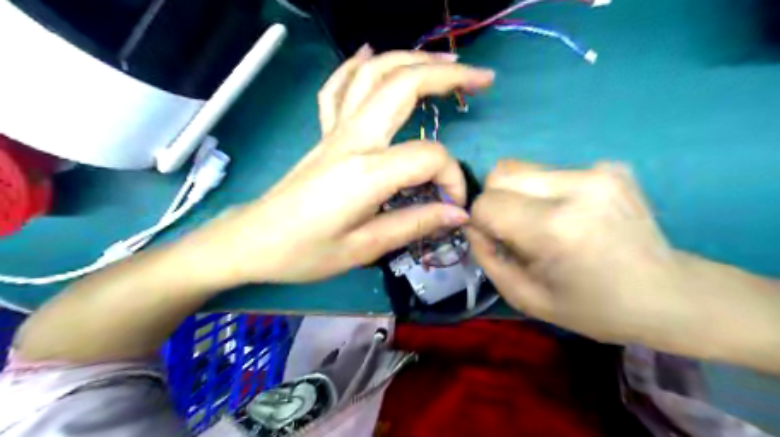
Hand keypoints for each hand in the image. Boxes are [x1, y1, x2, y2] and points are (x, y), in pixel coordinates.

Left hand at [188, 48, 492, 282]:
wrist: (253, 240)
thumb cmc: (304, 252)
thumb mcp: (363, 249)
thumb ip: (414, 224)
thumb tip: (457, 213)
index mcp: (365, 173)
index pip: (428, 157)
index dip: (451, 178)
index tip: (453, 205)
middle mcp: (352, 139)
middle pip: (402, 85)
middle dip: (448, 75)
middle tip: (481, 79)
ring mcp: (334, 131)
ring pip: (373, 74)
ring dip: (412, 60)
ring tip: (445, 63)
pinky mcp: (323, 134)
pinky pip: (338, 88)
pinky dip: (356, 65)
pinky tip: (370, 54)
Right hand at [462, 158, 693, 346]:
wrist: (669, 294)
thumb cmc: (593, 307)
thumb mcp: (526, 297)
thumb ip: (487, 257)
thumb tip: (473, 224)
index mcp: (554, 229)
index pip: (486, 203)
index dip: (481, 222)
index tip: (496, 241)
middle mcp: (576, 188)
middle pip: (501, 173)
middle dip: (495, 201)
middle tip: (515, 229)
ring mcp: (598, 172)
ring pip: (523, 168)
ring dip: (520, 195)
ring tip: (545, 222)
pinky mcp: (610, 167)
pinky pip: (551, 171)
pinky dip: (546, 191)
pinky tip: (572, 215)